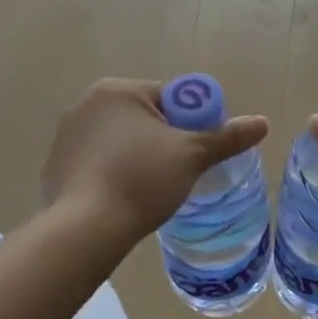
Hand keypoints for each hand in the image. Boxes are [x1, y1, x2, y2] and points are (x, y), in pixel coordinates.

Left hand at [43, 78, 269, 244]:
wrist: (87, 227)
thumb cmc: (142, 180)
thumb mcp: (192, 156)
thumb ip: (227, 137)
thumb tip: (263, 122)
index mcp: (118, 91)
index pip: (168, 98)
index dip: (190, 123)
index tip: (196, 152)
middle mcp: (86, 104)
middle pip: (142, 118)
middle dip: (161, 140)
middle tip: (176, 172)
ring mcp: (65, 135)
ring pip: (117, 140)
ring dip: (134, 156)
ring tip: (148, 188)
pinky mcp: (54, 165)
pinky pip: (94, 162)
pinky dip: (109, 174)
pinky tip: (120, 197)